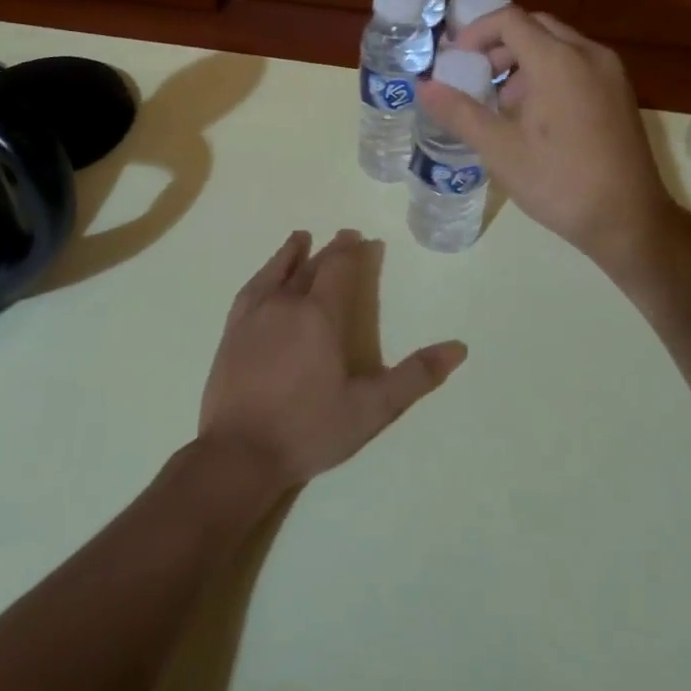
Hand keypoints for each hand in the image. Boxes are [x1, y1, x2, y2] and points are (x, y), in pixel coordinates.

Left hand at [200, 230, 467, 490]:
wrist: (239, 452)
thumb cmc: (309, 429)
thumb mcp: (371, 408)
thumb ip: (414, 376)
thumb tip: (458, 348)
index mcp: (320, 315)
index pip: (338, 269)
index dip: (352, 251)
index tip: (363, 239)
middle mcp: (286, 303)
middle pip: (311, 266)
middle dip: (331, 250)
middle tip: (344, 237)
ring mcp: (254, 315)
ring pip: (278, 271)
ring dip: (293, 253)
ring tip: (302, 237)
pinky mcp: (232, 330)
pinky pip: (251, 288)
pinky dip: (264, 273)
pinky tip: (266, 275)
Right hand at [417, 8, 676, 277]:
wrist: (628, 220)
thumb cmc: (559, 182)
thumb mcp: (499, 149)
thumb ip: (459, 112)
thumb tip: (423, 87)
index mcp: (558, 61)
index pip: (509, 20)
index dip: (475, 32)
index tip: (455, 60)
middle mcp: (589, 54)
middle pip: (535, 26)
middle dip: (498, 45)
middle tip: (475, 77)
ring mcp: (611, 73)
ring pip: (558, 44)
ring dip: (523, 60)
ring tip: (502, 103)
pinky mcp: (620, 93)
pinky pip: (577, 64)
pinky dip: (548, 73)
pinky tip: (536, 116)